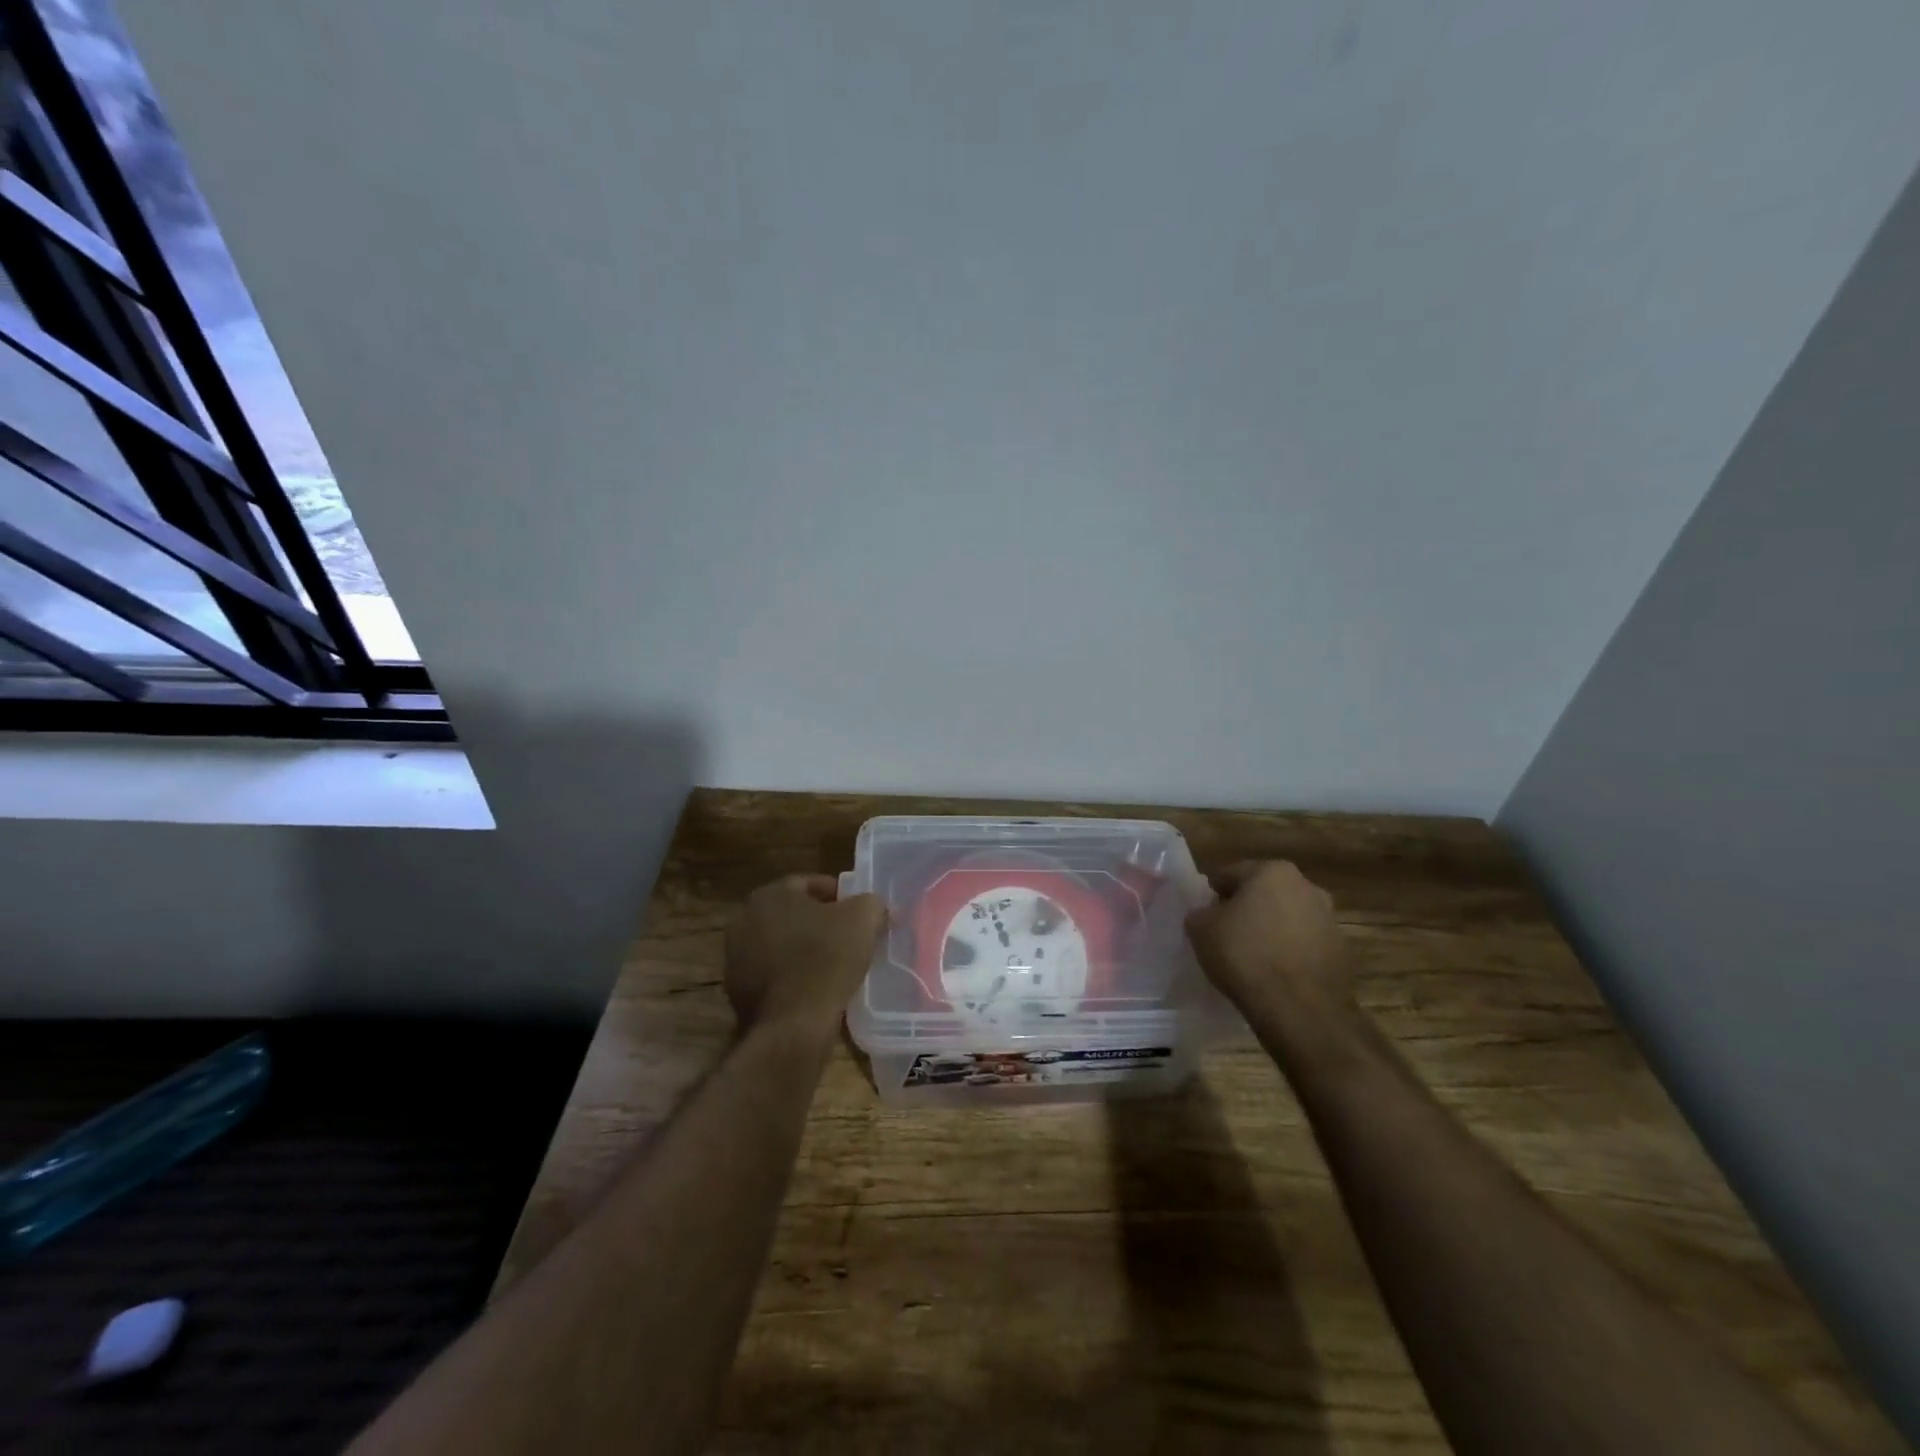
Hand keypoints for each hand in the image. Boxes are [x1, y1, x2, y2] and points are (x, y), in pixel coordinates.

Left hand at [724, 875, 886, 1043]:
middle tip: (848, 934)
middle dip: (819, 921)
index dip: (838, 894)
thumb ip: (872, 904)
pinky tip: (816, 987)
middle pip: (792, 913)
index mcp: (768, 895)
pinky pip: (773, 974)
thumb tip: (878, 907)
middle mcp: (743, 920)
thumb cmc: (825, 959)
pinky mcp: (737, 992)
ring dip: (804, 949)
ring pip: (780, 944)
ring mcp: (735, 958)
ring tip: (835, 963)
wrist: (792, 1025)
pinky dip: (793, 975)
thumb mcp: (862, 920)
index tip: (858, 910)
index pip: (808, 883)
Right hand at [1184, 860, 1356, 1028]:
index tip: (1206, 918)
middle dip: (1247, 909)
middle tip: (1227, 936)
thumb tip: (1208, 915)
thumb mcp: (1200, 929)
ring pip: (1288, 918)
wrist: (1300, 1010)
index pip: (1230, 875)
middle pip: (1264, 893)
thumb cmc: (1245, 956)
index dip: (1213, 896)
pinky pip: (1305, 945)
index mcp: (1271, 871)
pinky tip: (1276, 975)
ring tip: (1253, 959)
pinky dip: (1291, 953)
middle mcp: (1307, 886)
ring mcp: (1329, 919)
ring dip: (1272, 930)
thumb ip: (1200, 913)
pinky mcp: (1342, 951)